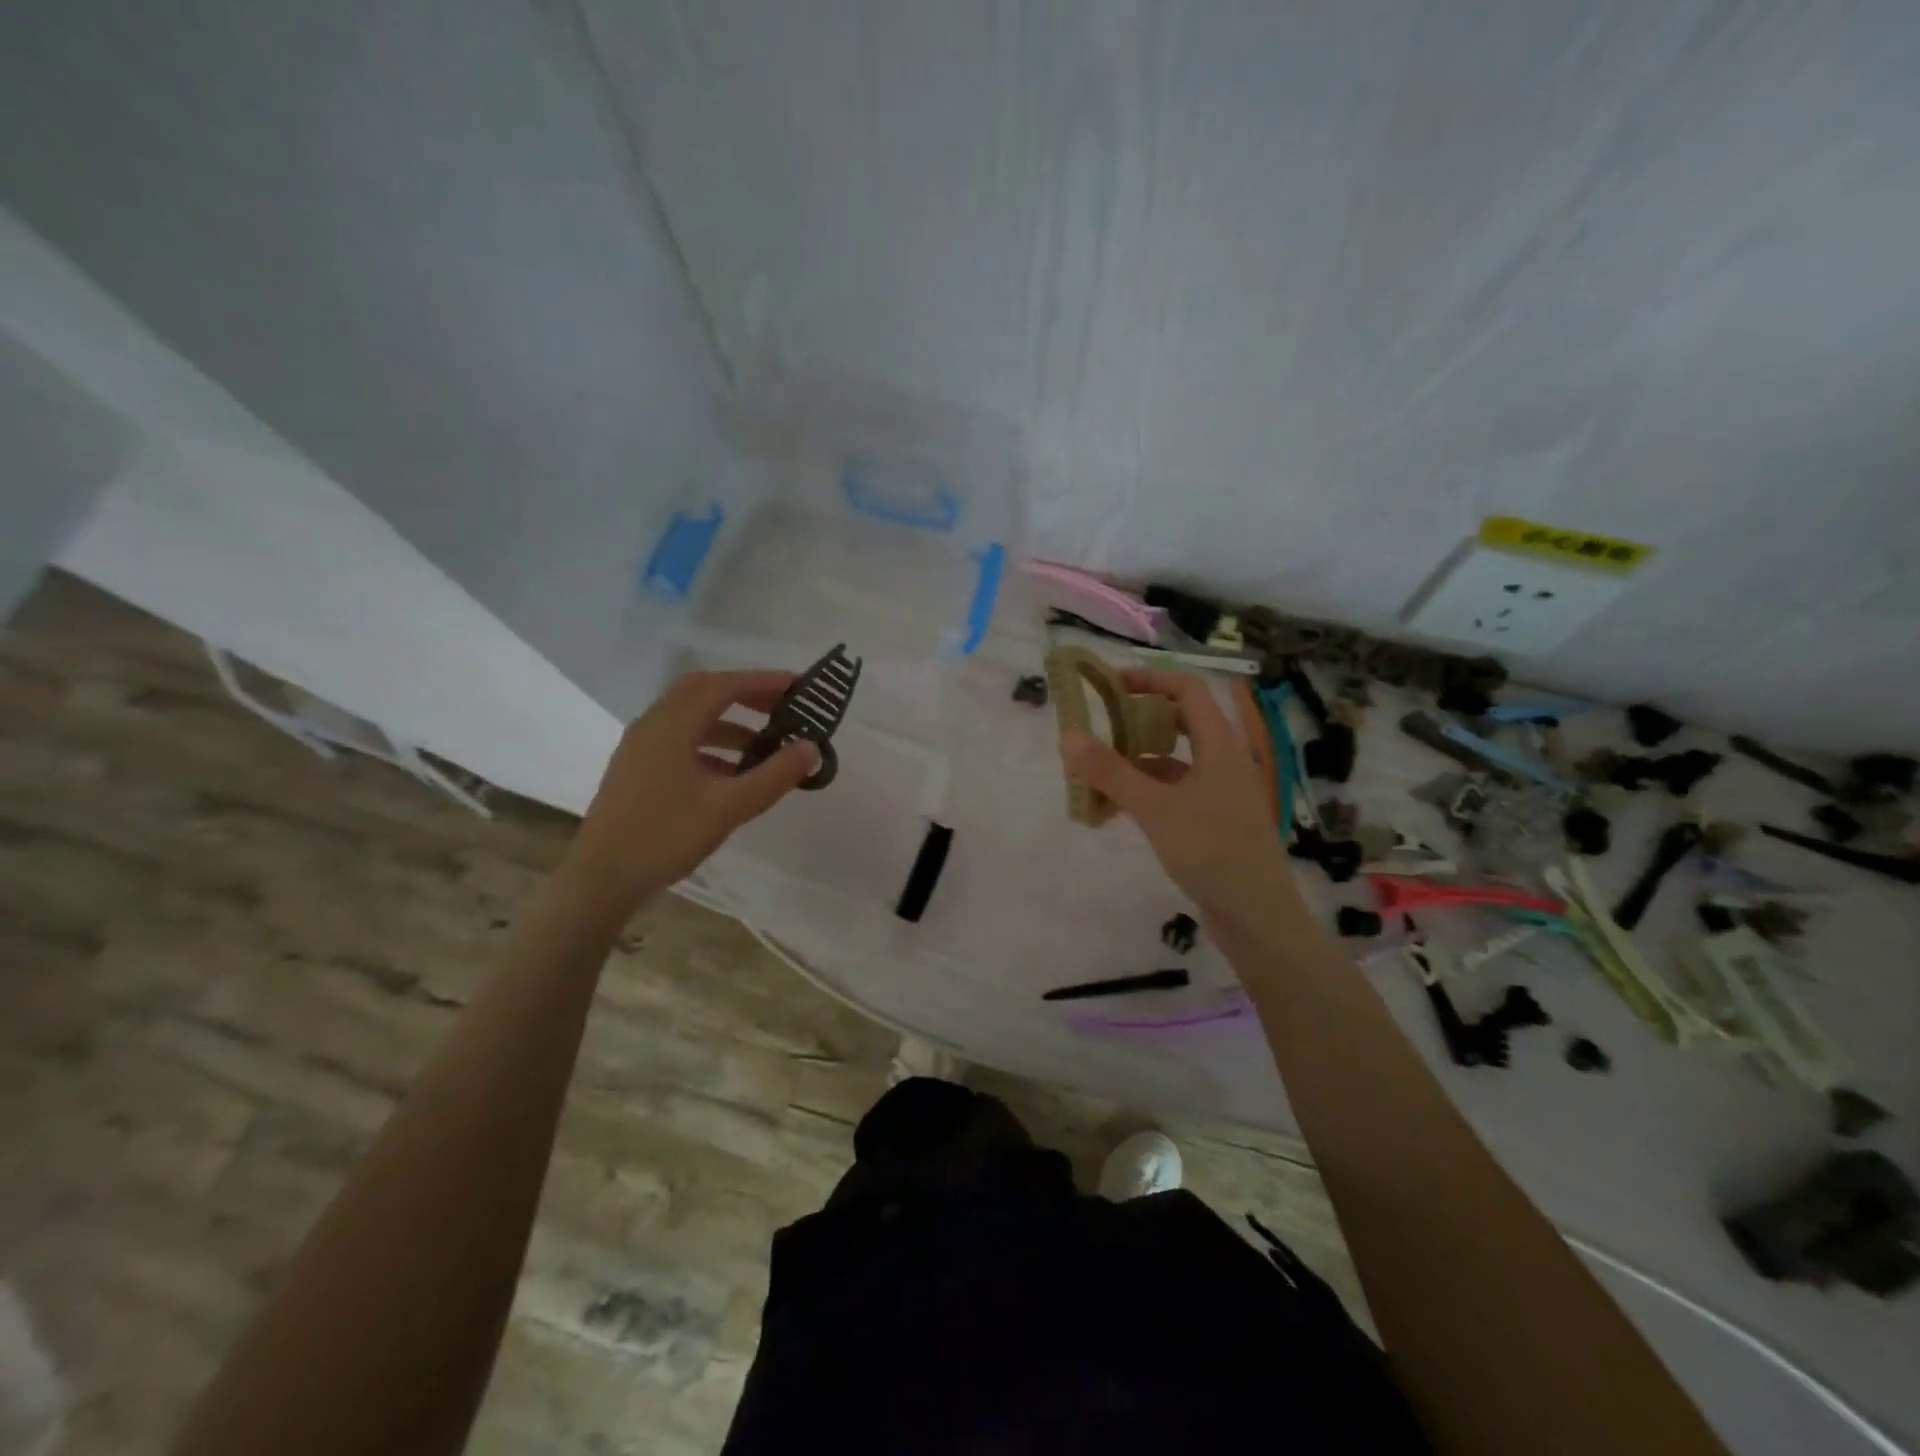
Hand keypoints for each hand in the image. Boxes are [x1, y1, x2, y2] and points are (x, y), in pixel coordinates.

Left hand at [560, 670, 819, 920]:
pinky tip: (733, 772)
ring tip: (766, 744)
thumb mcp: (728, 807)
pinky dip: (712, 744)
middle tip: (784, 708)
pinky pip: (680, 740)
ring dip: (730, 722)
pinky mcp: (638, 768)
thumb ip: (773, 776)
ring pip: (691, 717)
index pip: (724, 686)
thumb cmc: (665, 837)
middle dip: (747, 695)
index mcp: (671, 725)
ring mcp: (641, 747)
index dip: (765, 682)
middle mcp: (653, 725)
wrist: (601, 881)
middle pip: (704, 692)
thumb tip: (812, 748)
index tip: (801, 687)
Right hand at [1060, 669, 1297, 919]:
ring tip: (1097, 773)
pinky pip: (1176, 791)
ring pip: (1175, 761)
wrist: (1257, 916)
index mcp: (1220, 746)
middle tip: (1100, 727)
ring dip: (1138, 761)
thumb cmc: (1210, 851)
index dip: (1151, 679)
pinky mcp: (1214, 820)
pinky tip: (1117, 809)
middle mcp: (1224, 761)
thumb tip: (1068, 736)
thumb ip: (1111, 772)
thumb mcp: (1154, 808)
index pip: (1188, 690)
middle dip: (1139, 721)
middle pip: (1181, 723)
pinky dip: (1147, 792)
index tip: (1111, 685)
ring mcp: (1221, 793)